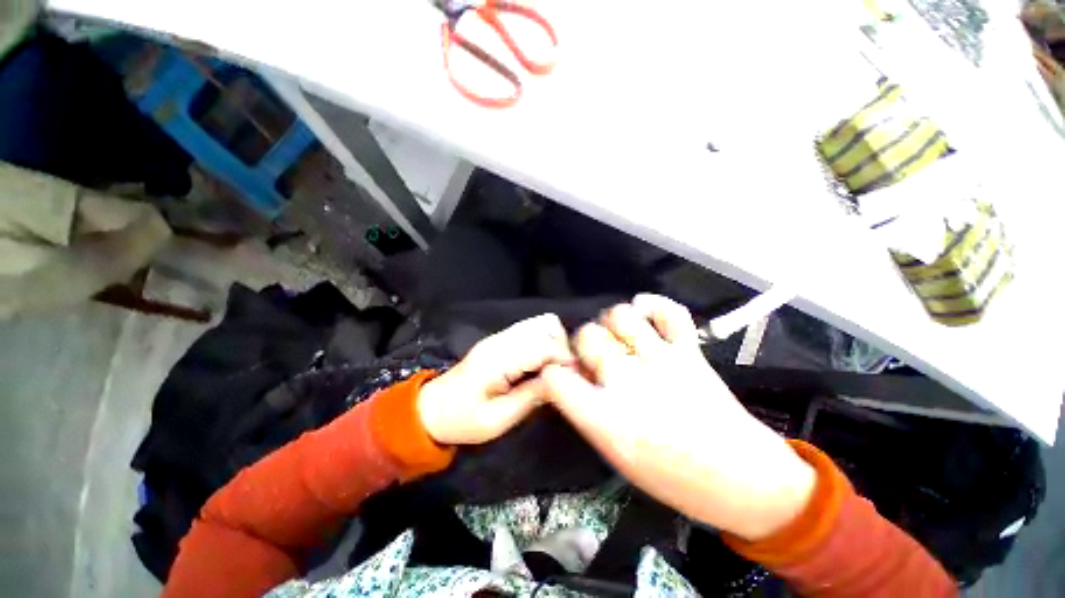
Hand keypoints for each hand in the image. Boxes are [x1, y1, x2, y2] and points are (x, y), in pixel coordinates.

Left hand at [418, 313, 573, 445]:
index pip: (545, 345)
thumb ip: (532, 397)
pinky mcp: (500, 340)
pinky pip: (530, 330)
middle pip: (546, 325)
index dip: (565, 359)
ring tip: (554, 368)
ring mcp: (500, 337)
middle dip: (562, 347)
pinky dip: (543, 341)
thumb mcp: (498, 420)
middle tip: (563, 374)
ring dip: (554, 342)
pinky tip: (542, 362)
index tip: (574, 379)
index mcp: (499, 359)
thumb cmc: (463, 420)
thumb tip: (561, 382)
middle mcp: (501, 340)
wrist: (431, 410)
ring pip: (540, 323)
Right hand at [541, 294, 815, 540]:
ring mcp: (661, 360)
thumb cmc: (670, 477)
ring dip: (611, 323)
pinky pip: (669, 311)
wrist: (741, 481)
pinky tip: (643, 311)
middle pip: (586, 336)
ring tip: (618, 335)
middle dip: (583, 343)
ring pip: (619, 315)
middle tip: (593, 355)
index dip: (552, 372)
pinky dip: (653, 304)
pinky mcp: (689, 351)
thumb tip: (574, 375)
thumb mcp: (613, 454)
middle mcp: (628, 380)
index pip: (556, 378)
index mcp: (605, 417)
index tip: (561, 374)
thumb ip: (586, 410)